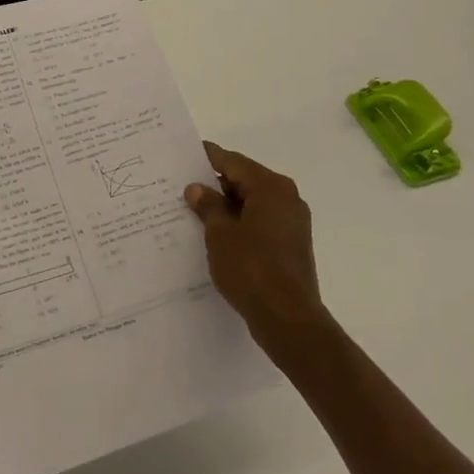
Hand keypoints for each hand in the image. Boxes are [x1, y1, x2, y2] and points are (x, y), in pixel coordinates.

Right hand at [186, 143, 329, 353]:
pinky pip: (259, 224)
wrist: (287, 318)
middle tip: (181, 186)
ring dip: (225, 207)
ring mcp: (292, 224)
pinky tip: (214, 235)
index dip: (207, 158)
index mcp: (271, 187)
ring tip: (192, 211)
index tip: (184, 155)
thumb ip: (208, 206)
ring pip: (251, 204)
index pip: (233, 162)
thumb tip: (197, 188)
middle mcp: (287, 199)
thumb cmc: (251, 268)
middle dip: (214, 185)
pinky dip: (238, 224)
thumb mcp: (220, 233)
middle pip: (244, 181)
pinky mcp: (290, 246)